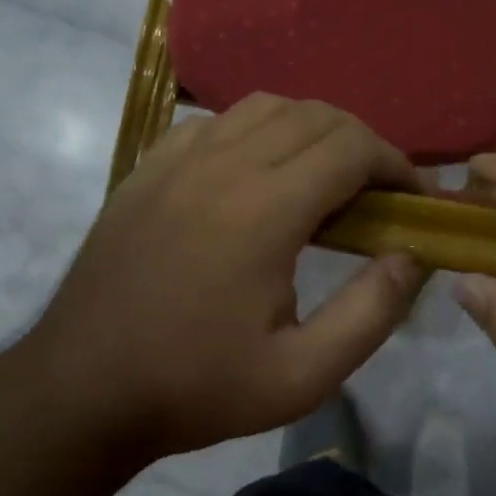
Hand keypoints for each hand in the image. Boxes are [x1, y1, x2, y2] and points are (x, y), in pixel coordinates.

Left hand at [28, 95, 428, 462]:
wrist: (82, 389)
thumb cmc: (196, 386)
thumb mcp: (301, 376)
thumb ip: (371, 312)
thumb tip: (411, 254)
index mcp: (265, 210)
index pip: (352, 148)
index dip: (396, 164)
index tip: (413, 197)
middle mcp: (224, 164)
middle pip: (316, 115)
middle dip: (361, 143)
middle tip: (376, 191)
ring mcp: (179, 158)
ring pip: (266, 106)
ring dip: (310, 129)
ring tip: (322, 175)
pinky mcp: (149, 166)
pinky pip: (217, 121)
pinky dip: (255, 130)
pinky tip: (255, 172)